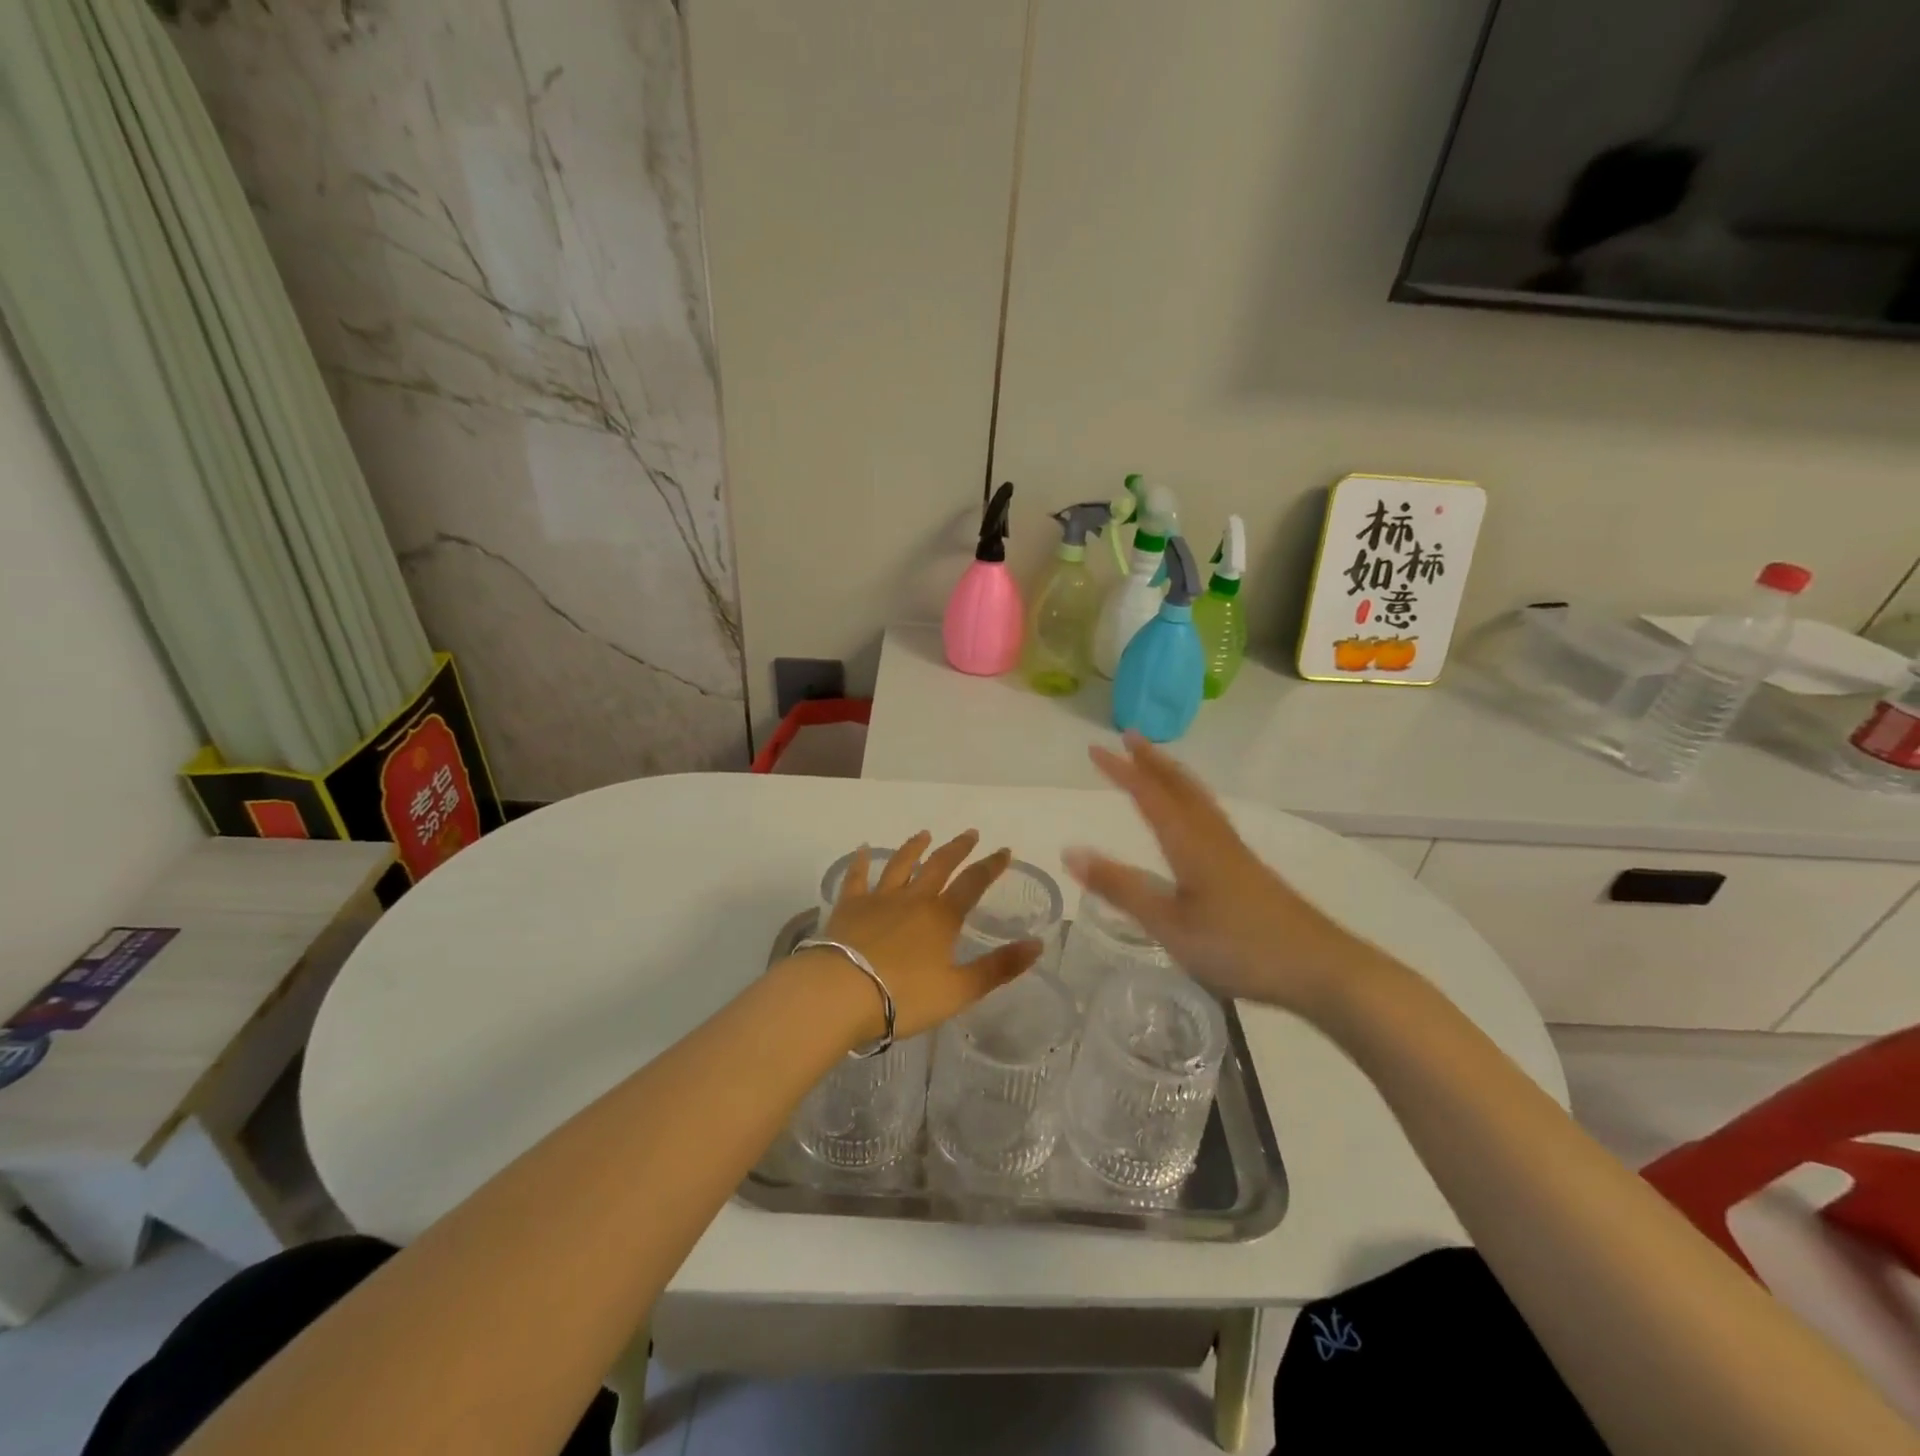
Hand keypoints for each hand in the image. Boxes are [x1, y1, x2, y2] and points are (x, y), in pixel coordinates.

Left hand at [809, 831, 1042, 1041]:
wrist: (842, 993)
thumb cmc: (904, 997)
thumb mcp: (959, 990)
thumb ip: (999, 968)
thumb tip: (1038, 944)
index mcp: (942, 917)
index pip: (973, 883)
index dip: (990, 866)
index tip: (1004, 851)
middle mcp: (913, 899)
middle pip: (939, 866)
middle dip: (958, 848)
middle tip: (970, 834)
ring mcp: (879, 899)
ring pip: (900, 865)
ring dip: (915, 847)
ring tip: (924, 835)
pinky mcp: (849, 907)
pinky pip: (857, 877)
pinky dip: (861, 861)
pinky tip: (863, 849)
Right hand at [1062, 734, 1375, 1016]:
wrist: (1321, 968)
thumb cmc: (1238, 947)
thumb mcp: (1169, 925)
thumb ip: (1121, 888)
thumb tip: (1071, 852)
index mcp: (1190, 844)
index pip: (1149, 796)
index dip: (1122, 771)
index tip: (1095, 749)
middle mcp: (1212, 837)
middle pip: (1180, 786)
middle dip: (1152, 760)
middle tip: (1129, 737)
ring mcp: (1234, 851)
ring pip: (1198, 799)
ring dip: (1172, 775)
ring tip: (1156, 763)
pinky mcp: (1247, 868)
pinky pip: (1209, 815)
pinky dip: (1190, 797)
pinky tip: (1193, 816)